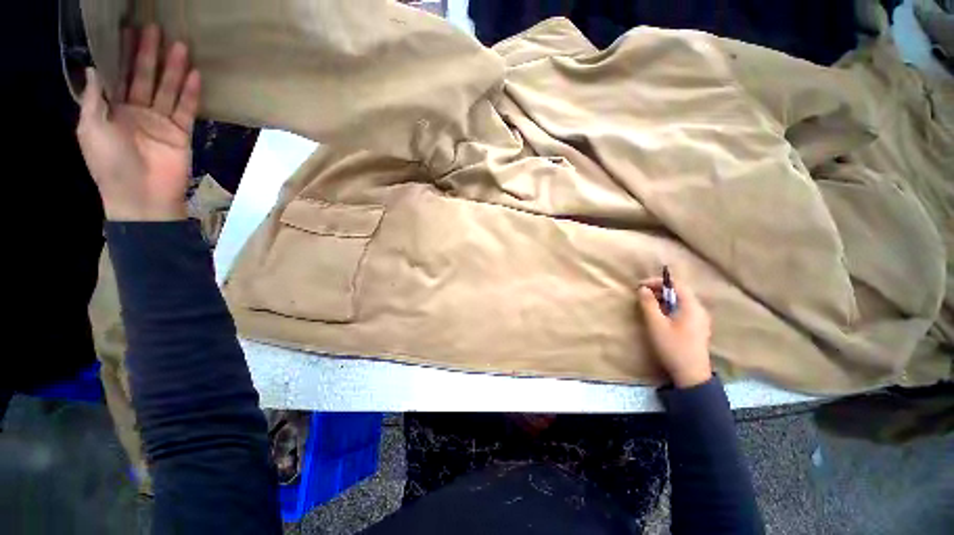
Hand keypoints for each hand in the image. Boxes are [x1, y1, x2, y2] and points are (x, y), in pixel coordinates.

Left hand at [76, 24, 200, 220]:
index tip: (126, 30)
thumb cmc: (109, 164)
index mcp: (112, 110)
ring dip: (173, 68)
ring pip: (167, 89)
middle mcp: (137, 111)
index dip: (121, 54)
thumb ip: (94, 99)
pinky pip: (187, 109)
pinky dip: (191, 93)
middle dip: (148, 54)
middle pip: (144, 77)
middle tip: (154, 28)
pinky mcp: (181, 133)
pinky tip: (195, 75)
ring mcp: (160, 122)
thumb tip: (94, 68)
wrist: (141, 196)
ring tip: (179, 45)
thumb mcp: (91, 129)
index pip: (118, 75)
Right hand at [638, 274, 712, 387]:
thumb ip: (648, 304)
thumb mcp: (656, 324)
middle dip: (660, 290)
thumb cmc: (673, 346)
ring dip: (664, 299)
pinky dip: (670, 307)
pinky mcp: (698, 328)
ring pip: (681, 301)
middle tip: (642, 294)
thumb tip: (642, 289)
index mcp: (692, 306)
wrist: (691, 374)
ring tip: (648, 303)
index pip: (676, 284)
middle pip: (680, 292)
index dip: (657, 282)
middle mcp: (699, 310)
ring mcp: (701, 319)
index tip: (640, 285)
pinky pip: (684, 310)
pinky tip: (660, 315)